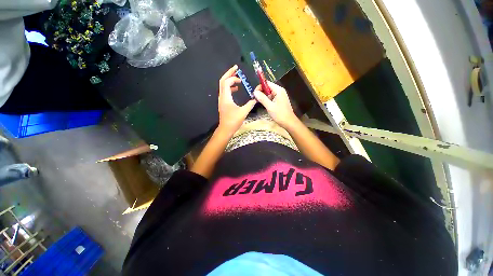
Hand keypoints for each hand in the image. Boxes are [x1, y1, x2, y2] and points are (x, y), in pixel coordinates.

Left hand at [218, 65, 255, 133]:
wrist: (225, 129)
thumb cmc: (233, 121)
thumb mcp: (243, 112)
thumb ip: (250, 104)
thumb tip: (256, 98)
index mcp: (226, 98)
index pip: (226, 82)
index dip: (233, 78)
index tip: (241, 79)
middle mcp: (222, 97)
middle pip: (222, 81)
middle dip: (229, 73)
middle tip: (236, 68)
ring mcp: (221, 100)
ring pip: (223, 86)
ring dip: (229, 80)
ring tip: (237, 77)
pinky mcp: (223, 103)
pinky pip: (225, 91)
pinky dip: (230, 87)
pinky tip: (236, 89)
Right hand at [254, 81, 297, 129]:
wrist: (289, 122)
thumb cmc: (280, 114)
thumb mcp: (270, 106)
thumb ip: (262, 98)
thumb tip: (255, 92)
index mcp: (278, 90)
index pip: (267, 83)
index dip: (260, 87)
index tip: (254, 93)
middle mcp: (279, 91)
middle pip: (268, 88)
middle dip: (261, 92)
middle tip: (254, 98)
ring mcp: (279, 96)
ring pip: (269, 94)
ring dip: (263, 97)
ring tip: (257, 101)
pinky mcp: (279, 101)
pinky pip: (271, 98)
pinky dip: (266, 100)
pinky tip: (263, 104)